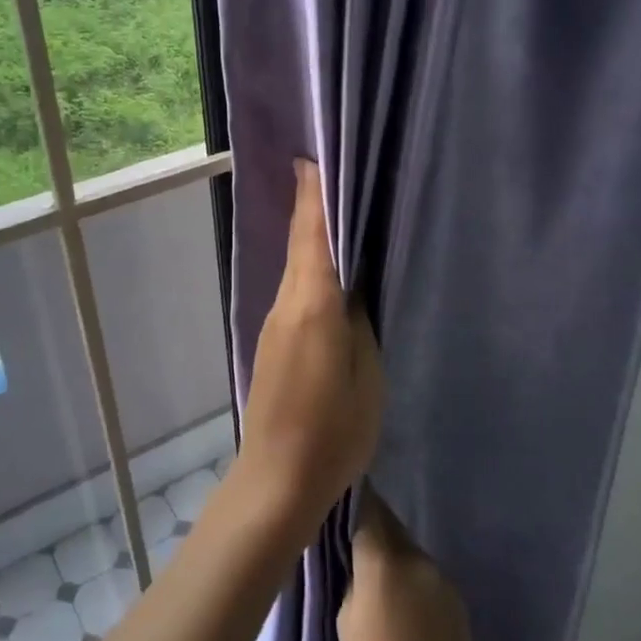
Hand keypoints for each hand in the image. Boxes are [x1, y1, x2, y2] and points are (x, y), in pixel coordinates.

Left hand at [233, 159, 382, 547]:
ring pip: (296, 268)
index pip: (312, 238)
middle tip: (330, 173)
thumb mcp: (367, 376)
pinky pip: (295, 292)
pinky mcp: (274, 344)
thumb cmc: (334, 431)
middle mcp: (286, 305)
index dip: (312, 198)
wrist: (277, 480)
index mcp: (312, 306)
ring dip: (311, 237)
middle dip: (312, 208)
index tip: (311, 160)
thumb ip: (359, 323)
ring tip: (337, 213)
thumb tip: (352, 287)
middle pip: (301, 246)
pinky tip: (328, 272)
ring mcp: (275, 325)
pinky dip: (309, 269)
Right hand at [339, 488, 482, 640]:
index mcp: (386, 558)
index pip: (367, 507)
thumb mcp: (345, 623)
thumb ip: (350, 579)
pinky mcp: (454, 599)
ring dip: (387, 553)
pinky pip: (422, 574)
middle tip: (342, 538)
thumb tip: (354, 561)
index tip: (332, 497)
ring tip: (367, 576)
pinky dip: (405, 577)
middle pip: (389, 524)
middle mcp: (417, 557)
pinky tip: (395, 604)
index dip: (350, 499)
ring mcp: (440, 577)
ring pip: (406, 549)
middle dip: (368, 525)